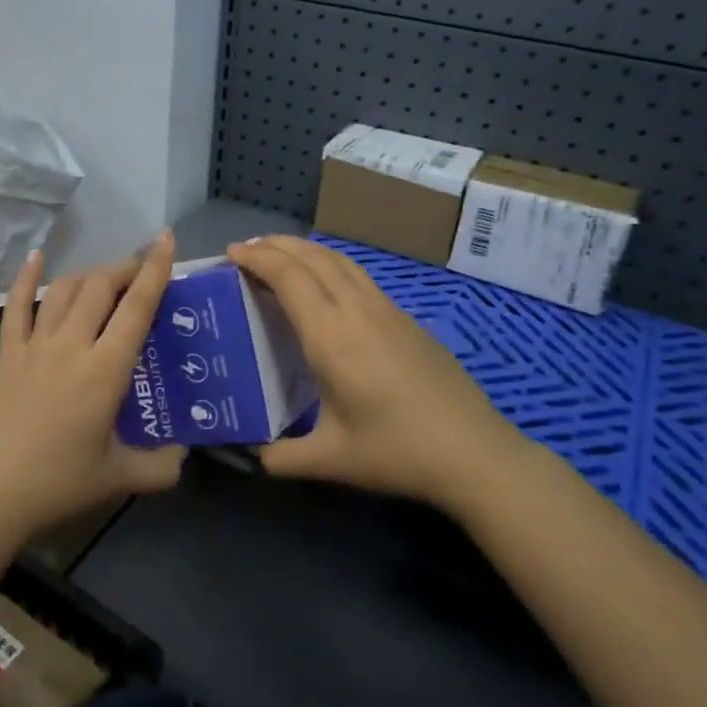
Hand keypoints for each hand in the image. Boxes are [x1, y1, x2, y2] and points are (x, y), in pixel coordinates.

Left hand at [0, 230, 185, 544]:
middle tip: (141, 271)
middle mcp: (70, 346)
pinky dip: (25, 279)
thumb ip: (159, 466)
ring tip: (106, 277)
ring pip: (64, 290)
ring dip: (89, 274)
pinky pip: (16, 307)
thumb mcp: (118, 478)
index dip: (154, 270)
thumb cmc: (57, 484)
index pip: (136, 308)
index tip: (166, 239)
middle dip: (125, 268)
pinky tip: (35, 258)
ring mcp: (34, 347)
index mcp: (104, 371)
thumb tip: (183, 454)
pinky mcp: (7, 355)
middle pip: (100, 287)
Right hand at [225, 235, 526, 513]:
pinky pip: (358, 276)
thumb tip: (254, 456)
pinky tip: (325, 285)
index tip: (231, 253)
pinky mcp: (406, 319)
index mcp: (332, 338)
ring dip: (305, 250)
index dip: (258, 258)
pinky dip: (329, 266)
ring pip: (340, 261)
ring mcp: (387, 311)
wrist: (474, 452)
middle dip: (276, 245)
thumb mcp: (330, 461)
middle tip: (246, 249)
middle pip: (313, 258)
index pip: (289, 277)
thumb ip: (282, 457)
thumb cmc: (397, 452)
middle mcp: (358, 311)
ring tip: (280, 256)